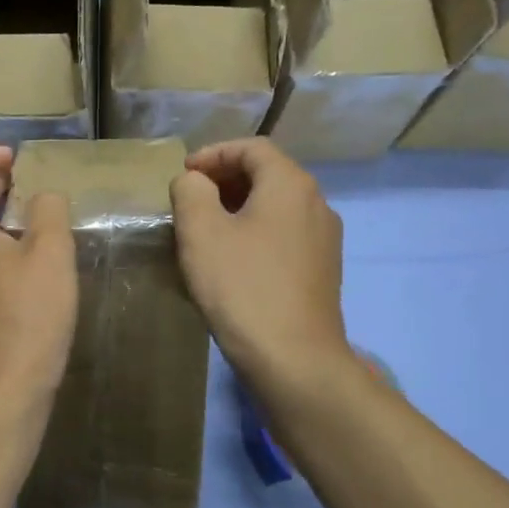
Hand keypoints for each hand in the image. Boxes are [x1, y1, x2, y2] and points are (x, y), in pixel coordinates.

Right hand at [169, 138, 347, 391]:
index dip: (213, 154)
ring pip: (276, 207)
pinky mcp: (322, 271)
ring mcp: (324, 239)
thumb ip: (190, 191)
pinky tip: (232, 261)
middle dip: (224, 180)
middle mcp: (316, 203)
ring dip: (238, 208)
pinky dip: (255, 233)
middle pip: (267, 174)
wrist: (294, 360)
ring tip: (205, 231)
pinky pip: (284, 235)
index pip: (252, 147)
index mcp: (290, 184)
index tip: (183, 176)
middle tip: (190, 201)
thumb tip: (195, 182)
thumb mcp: (201, 232)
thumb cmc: (242, 287)